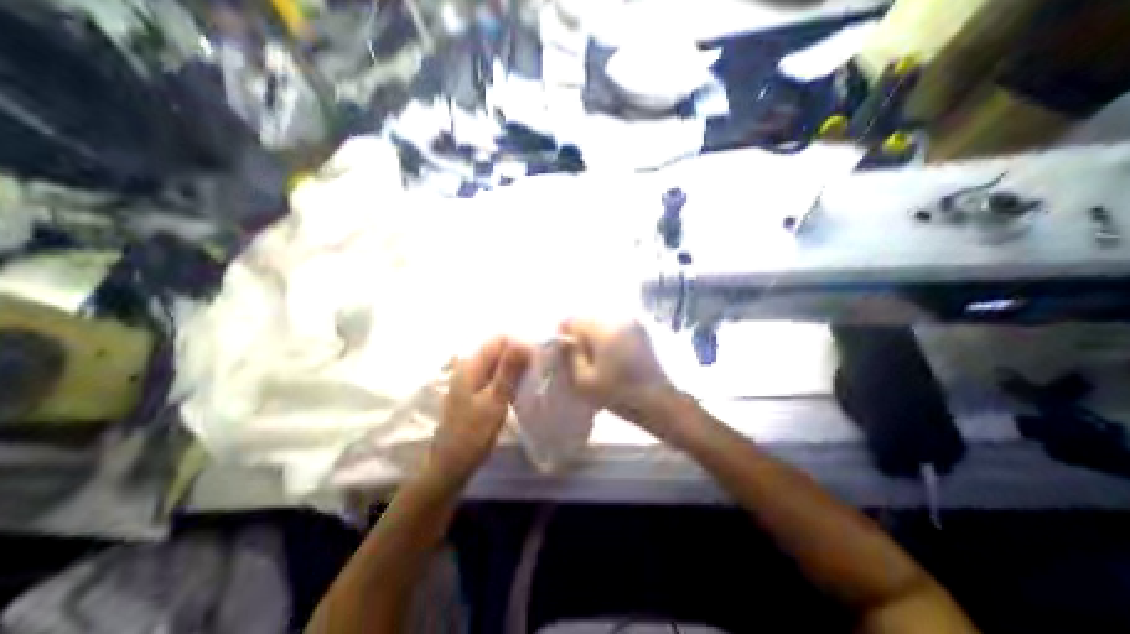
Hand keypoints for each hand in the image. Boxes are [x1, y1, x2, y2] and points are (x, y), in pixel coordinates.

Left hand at [429, 339, 535, 482]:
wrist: (451, 465)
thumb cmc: (474, 433)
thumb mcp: (495, 400)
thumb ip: (508, 370)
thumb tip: (522, 341)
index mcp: (471, 366)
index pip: (498, 340)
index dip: (519, 344)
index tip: (536, 359)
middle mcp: (468, 367)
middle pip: (497, 350)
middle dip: (518, 356)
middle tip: (536, 371)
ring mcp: (470, 380)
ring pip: (497, 364)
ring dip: (514, 368)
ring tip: (531, 380)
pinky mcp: (473, 391)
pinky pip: (493, 376)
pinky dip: (507, 379)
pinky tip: (518, 390)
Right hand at [554, 320, 668, 416]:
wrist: (657, 400)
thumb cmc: (617, 393)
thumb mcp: (583, 381)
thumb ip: (569, 356)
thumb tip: (563, 340)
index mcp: (603, 329)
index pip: (571, 319)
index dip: (564, 334)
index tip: (567, 353)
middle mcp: (618, 319)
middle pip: (586, 317)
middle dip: (579, 334)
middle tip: (581, 357)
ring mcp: (631, 322)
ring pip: (600, 321)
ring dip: (593, 334)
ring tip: (597, 357)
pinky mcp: (639, 329)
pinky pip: (614, 325)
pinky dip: (607, 335)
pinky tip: (611, 355)